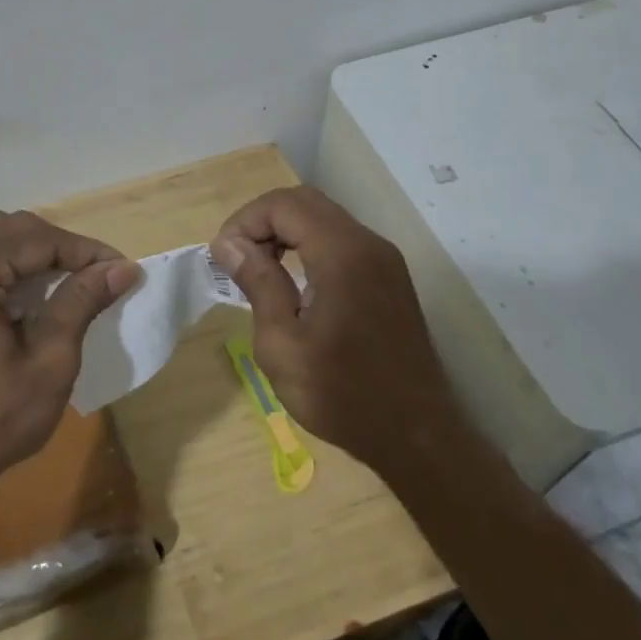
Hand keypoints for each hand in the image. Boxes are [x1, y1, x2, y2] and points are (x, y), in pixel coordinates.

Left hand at [0, 209, 138, 505]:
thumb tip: (122, 268)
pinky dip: (7, 271)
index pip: (40, 239)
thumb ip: (81, 303)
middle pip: (15, 231)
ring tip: (69, 286)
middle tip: (100, 278)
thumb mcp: (48, 363)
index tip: (125, 271)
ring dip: (34, 256)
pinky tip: (29, 301)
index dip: (88, 252)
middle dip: (62, 249)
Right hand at [212, 187, 464, 472]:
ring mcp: (384, 260)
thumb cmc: (342, 394)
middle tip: (237, 259)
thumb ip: (258, 283)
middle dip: (263, 221)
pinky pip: (342, 241)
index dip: (245, 221)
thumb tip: (228, 243)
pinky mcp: (390, 278)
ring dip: (285, 232)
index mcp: (342, 254)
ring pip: (325, 218)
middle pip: (305, 202)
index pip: (283, 204)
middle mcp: (368, 244)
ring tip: (259, 270)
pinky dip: (309, 246)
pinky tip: (293, 283)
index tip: (223, 258)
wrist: (417, 437)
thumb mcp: (282, 344)